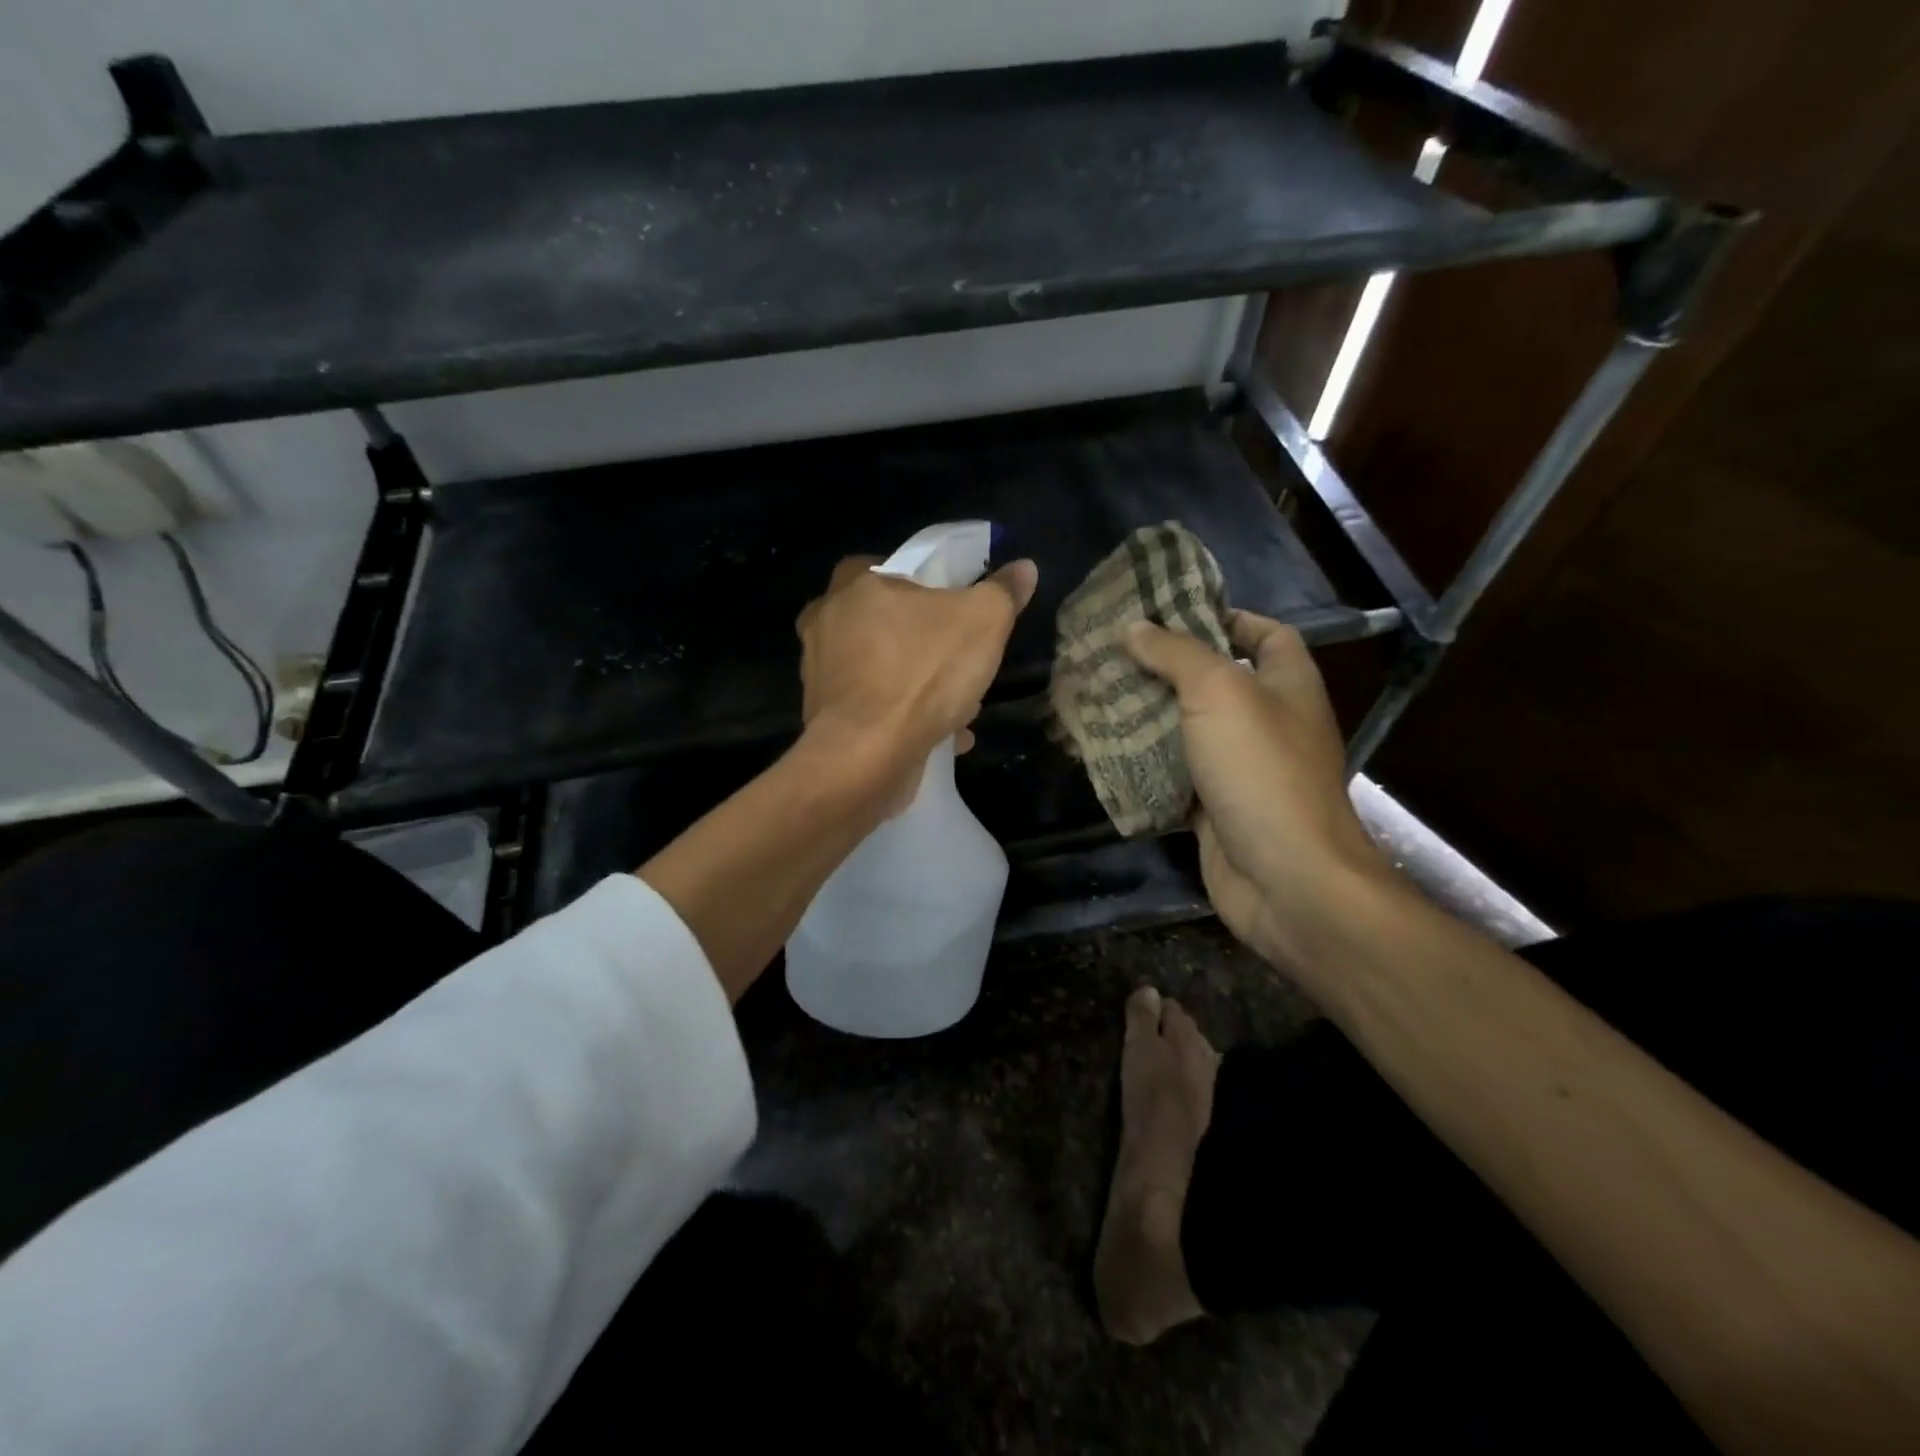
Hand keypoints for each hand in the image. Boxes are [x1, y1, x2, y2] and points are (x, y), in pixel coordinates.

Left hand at [798, 554, 1038, 807]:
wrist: (866, 756)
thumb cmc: (922, 673)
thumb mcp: (983, 621)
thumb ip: (1003, 591)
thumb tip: (1023, 568)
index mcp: (852, 584)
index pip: (897, 568)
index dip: (934, 587)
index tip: (961, 610)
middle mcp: (826, 622)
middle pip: (891, 622)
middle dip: (930, 642)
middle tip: (963, 660)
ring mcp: (820, 673)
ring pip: (884, 668)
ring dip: (921, 684)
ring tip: (959, 705)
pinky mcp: (826, 717)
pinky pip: (876, 708)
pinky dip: (906, 717)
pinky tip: (943, 736)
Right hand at [1124, 611, 1392, 968]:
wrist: (1288, 881)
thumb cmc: (1261, 772)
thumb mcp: (1218, 693)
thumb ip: (1176, 654)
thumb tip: (1134, 628)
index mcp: (1288, 685)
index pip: (1267, 634)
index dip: (1226, 617)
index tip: (1170, 614)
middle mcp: (1270, 723)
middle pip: (1217, 682)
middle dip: (1167, 669)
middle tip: (1113, 657)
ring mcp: (1243, 771)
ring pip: (1190, 733)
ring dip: (1149, 719)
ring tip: (1098, 699)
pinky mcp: (1217, 810)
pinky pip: (1176, 778)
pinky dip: (1146, 768)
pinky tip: (1105, 755)